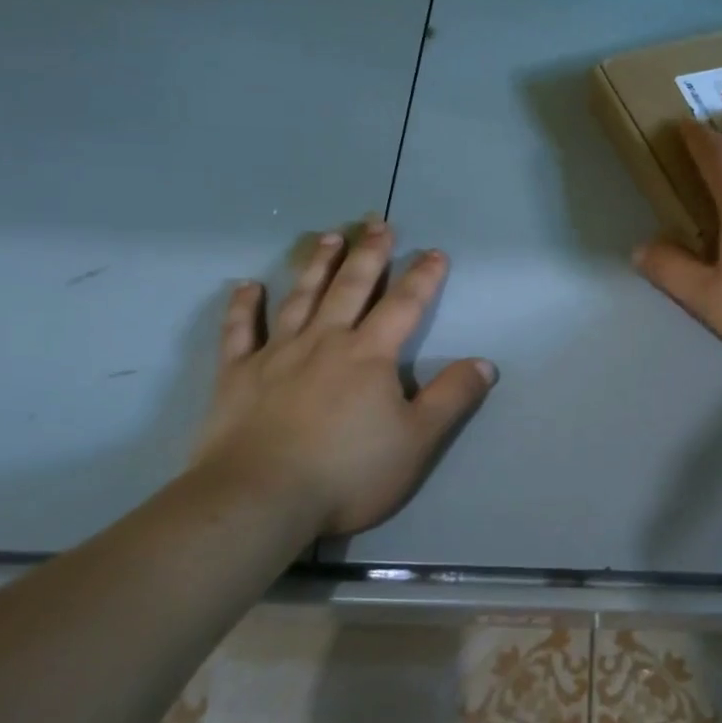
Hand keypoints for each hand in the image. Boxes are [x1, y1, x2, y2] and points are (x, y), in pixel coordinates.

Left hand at [189, 219, 496, 538]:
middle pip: (351, 287)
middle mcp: (325, 341)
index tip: (435, 252)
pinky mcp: (237, 375)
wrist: (260, 500)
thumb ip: (451, 398)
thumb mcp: (417, 440)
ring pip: (300, 298)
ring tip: (328, 236)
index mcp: (370, 355)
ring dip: (317, 265)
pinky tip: (246, 285)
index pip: (404, 305)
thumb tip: (484, 364)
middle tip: (377, 222)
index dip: (423, 277)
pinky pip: (239, 332)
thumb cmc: (348, 472)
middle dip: (369, 253)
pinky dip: (243, 307)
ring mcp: (277, 354)